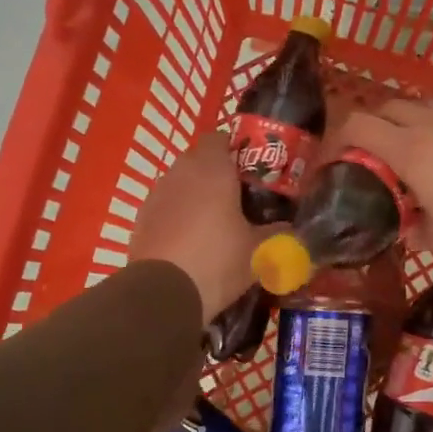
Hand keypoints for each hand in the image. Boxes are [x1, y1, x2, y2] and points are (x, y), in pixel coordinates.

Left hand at [131, 133, 260, 319]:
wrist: (163, 294)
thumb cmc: (218, 261)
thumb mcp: (260, 250)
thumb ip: (278, 233)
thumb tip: (291, 228)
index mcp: (212, 169)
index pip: (221, 138)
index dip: (236, 149)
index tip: (252, 169)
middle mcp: (181, 173)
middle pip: (200, 160)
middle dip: (217, 173)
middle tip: (240, 197)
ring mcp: (156, 195)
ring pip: (181, 183)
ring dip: (196, 195)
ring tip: (216, 222)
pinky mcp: (141, 220)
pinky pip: (166, 207)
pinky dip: (178, 216)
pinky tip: (192, 241)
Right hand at [341, 98, 432, 275]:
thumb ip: (416, 228)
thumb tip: (408, 229)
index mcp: (411, 150)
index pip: (359, 125)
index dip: (339, 137)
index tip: (335, 157)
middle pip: (389, 106)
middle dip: (372, 124)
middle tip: (372, 152)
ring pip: (424, 103)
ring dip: (408, 118)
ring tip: (411, 146)